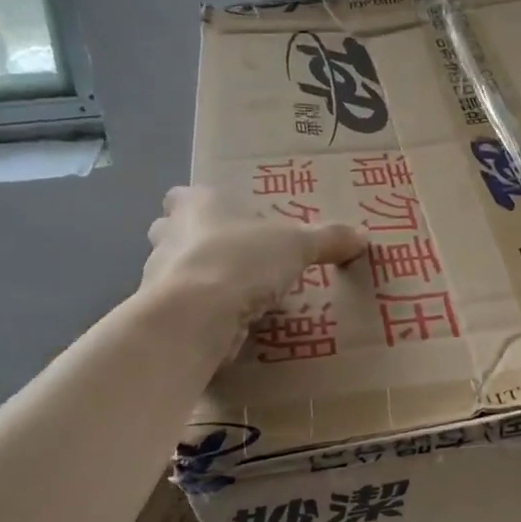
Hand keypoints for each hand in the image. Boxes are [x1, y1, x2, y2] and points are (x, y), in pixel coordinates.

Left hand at [143, 186, 364, 355]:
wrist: (196, 315)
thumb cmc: (242, 259)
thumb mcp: (297, 244)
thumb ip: (328, 239)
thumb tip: (362, 236)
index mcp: (196, 205)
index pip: (183, 197)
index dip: (200, 206)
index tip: (222, 219)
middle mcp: (169, 235)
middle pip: (170, 232)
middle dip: (192, 242)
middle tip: (229, 256)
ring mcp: (157, 276)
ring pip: (173, 272)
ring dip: (197, 280)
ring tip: (233, 295)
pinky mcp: (162, 315)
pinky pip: (181, 309)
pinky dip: (200, 315)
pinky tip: (226, 325)